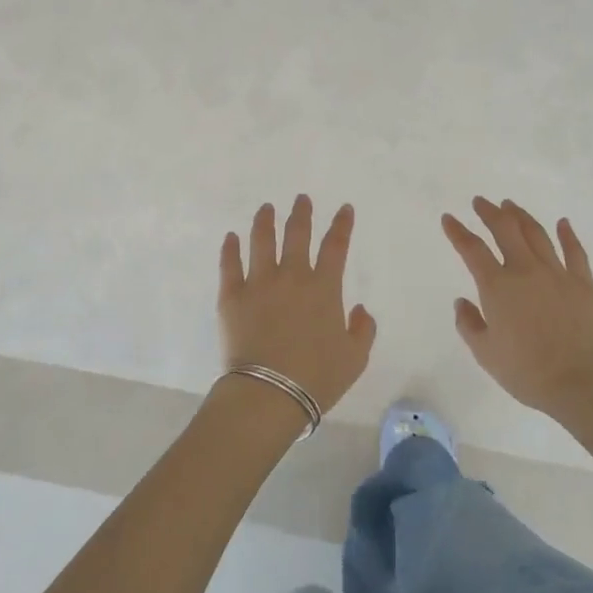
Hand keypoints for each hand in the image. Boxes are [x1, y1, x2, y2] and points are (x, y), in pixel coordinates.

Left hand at [218, 196, 376, 414]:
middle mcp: (292, 276)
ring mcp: (259, 282)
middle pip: (297, 234)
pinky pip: (230, 264)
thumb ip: (363, 330)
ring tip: (266, 208)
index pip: (335, 246)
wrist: (269, 394)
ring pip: (262, 240)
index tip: (344, 208)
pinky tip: (231, 237)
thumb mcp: (355, 359)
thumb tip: (359, 309)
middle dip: (301, 213)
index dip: (342, 224)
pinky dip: (230, 248)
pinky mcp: (231, 295)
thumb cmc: (316, 378)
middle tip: (301, 199)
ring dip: (265, 220)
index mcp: (323, 288)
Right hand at [443, 197, 592, 420]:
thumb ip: (469, 324)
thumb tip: (462, 302)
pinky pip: (574, 251)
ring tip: (510, 205)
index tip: (448, 218)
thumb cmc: (528, 372)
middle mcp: (525, 270)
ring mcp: (557, 273)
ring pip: (536, 233)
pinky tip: (563, 223)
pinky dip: (567, 234)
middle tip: (480, 202)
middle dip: (489, 212)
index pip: (472, 249)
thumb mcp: (486, 354)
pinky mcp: (582, 283)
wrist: (582, 383)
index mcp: (498, 286)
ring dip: (521, 216)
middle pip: (505, 229)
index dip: (458, 231)